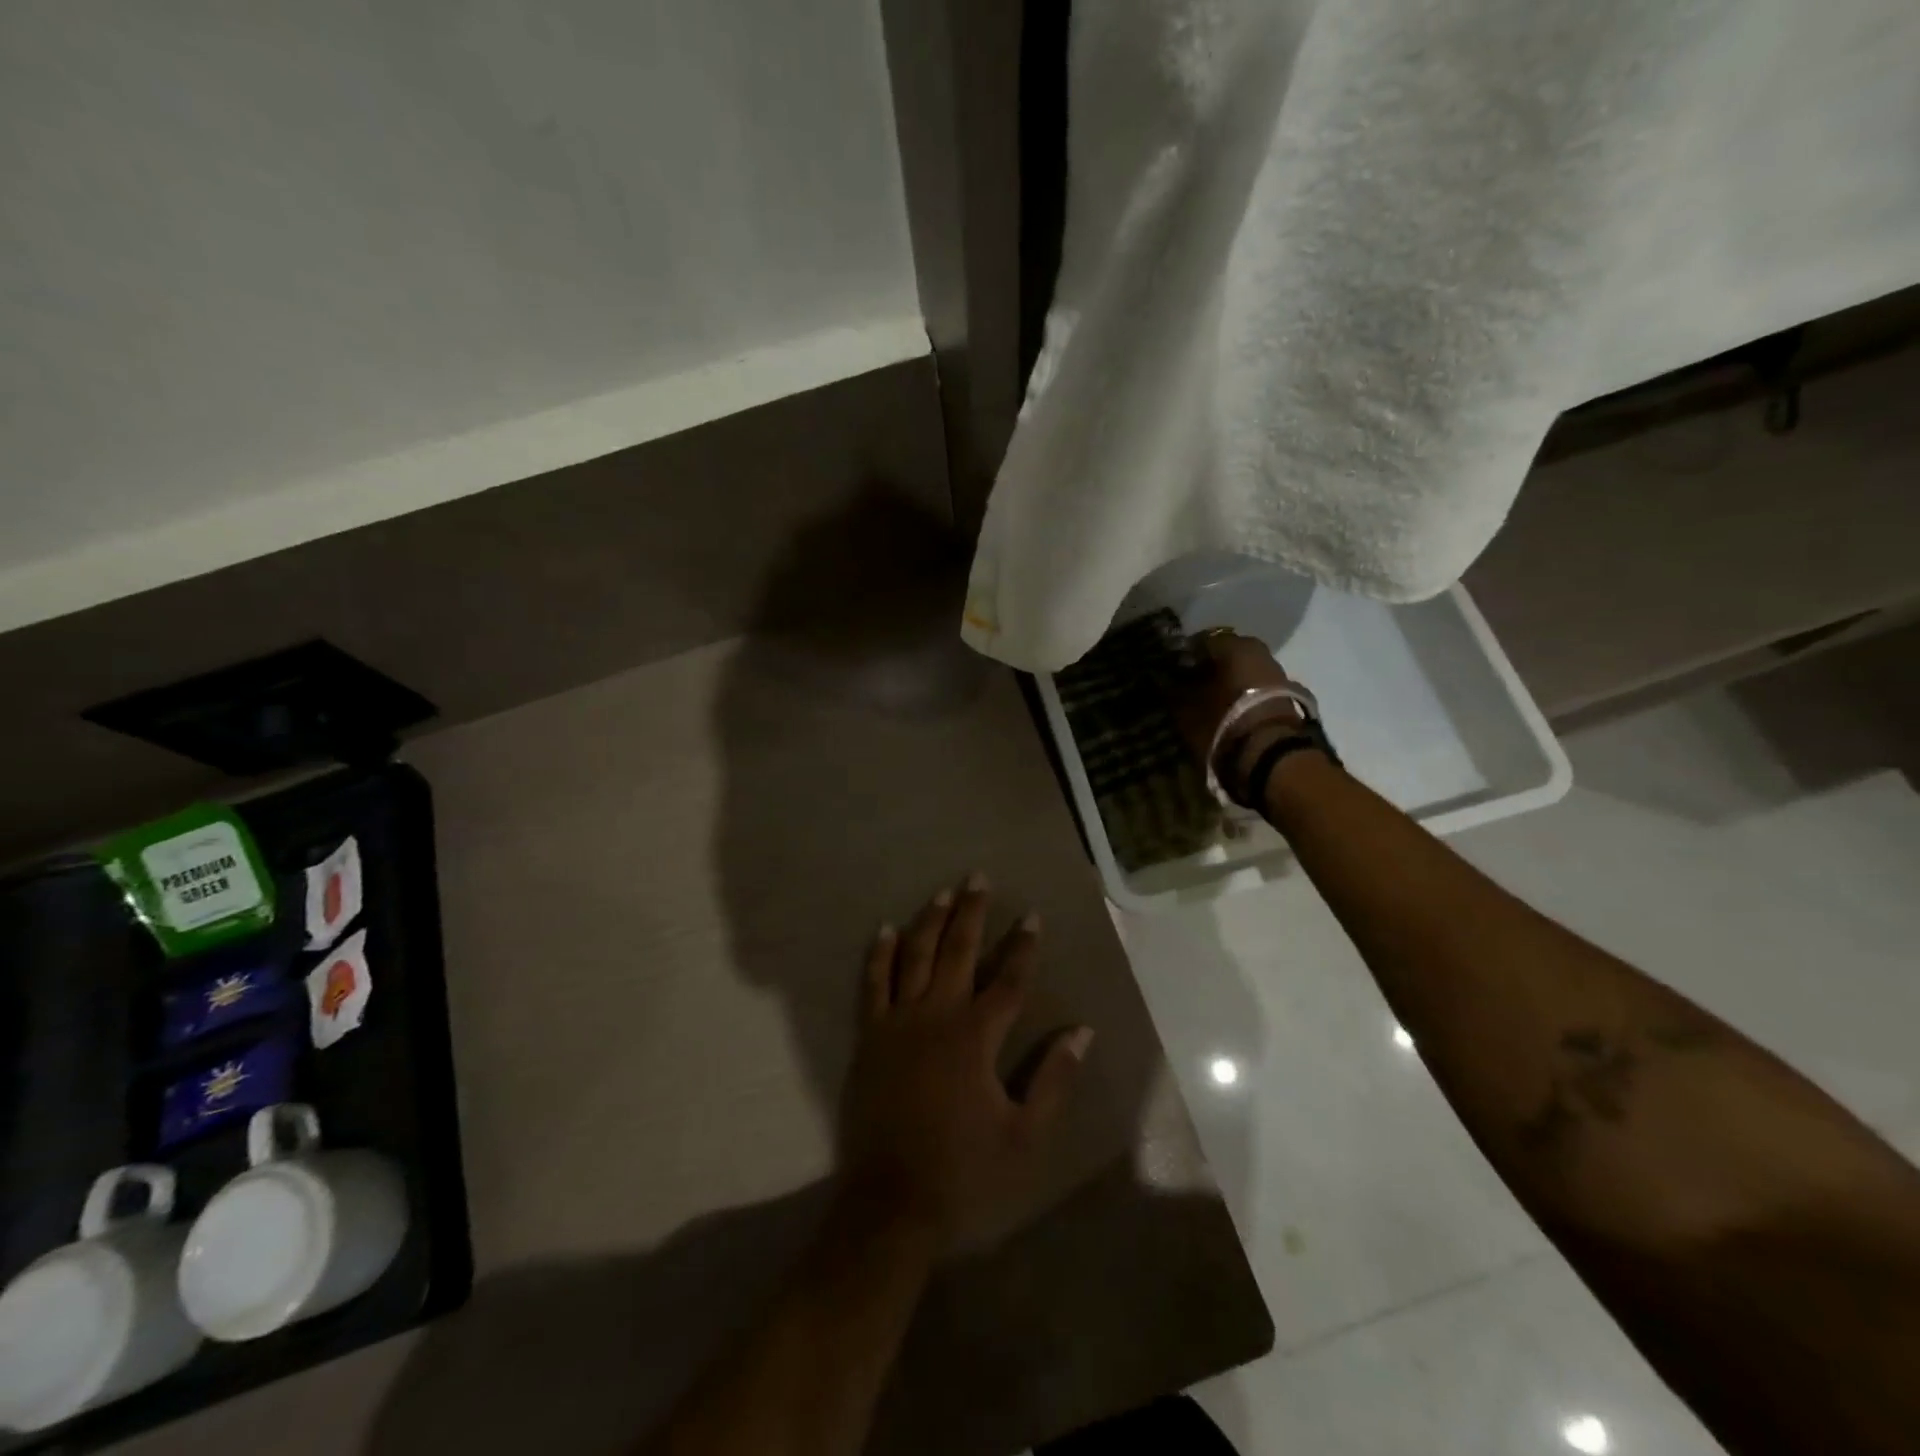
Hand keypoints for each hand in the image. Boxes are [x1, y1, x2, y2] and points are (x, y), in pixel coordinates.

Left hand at [838, 875, 1092, 1255]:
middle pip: (958, 951)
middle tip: (979, 878)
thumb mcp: (1025, 1135)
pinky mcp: (870, 1036)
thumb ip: (1053, 1080)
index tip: (1032, 915)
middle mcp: (937, 1015)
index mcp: (976, 1037)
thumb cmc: (964, 1171)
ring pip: (915, 956)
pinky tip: (885, 930)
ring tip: (943, 892)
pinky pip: (873, 983)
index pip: (1008, 980)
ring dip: (930, 921)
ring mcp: (898, 1022)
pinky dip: (879, 954)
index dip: (1023, 946)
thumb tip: (1081, 1032)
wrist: (891, 1202)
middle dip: (972, 913)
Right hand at [1173, 630, 1305, 791]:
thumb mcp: (1187, 709)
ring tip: (1205, 701)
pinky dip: (1240, 694)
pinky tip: (1226, 710)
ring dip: (1224, 682)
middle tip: (1186, 686)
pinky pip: (1254, 687)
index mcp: (1235, 646)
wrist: (1271, 756)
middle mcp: (1259, 651)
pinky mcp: (1286, 697)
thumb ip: (1172, 690)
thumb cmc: (1223, 723)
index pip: (1200, 641)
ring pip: (1241, 671)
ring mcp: (1277, 673)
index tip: (1169, 671)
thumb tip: (1161, 680)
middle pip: (1225, 655)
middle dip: (1206, 668)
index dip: (1182, 656)